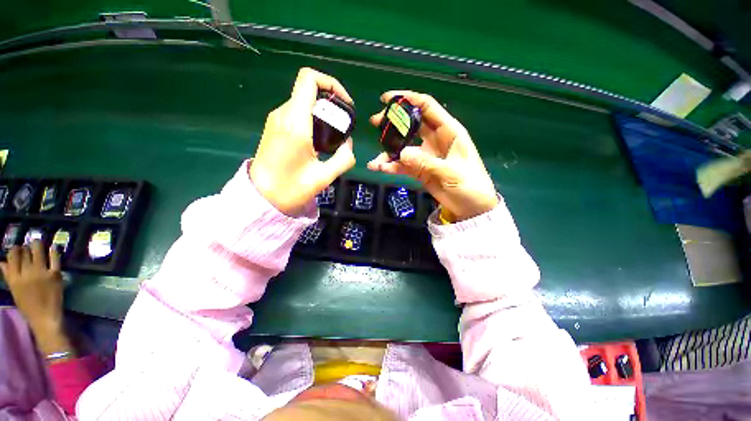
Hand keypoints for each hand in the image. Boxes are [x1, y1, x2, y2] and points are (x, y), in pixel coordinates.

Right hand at [1, 241, 72, 356]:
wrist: (45, 318)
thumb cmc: (28, 306)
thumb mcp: (14, 291)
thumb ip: (9, 276)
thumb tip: (2, 262)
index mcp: (14, 278)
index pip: (12, 256)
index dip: (15, 249)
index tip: (18, 247)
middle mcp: (26, 273)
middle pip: (25, 252)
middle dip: (26, 247)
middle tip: (29, 245)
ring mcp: (41, 273)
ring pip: (38, 251)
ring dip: (38, 244)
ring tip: (38, 242)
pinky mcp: (55, 275)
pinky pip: (54, 259)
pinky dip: (53, 251)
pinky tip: (52, 248)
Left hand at [250, 68, 356, 215]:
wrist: (261, 197)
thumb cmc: (291, 188)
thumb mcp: (324, 177)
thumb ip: (344, 158)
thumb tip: (349, 144)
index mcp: (296, 123)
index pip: (309, 79)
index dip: (332, 83)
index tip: (346, 103)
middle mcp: (284, 114)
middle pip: (310, 90)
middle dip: (331, 102)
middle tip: (344, 126)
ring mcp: (277, 119)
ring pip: (304, 101)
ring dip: (323, 112)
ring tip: (334, 136)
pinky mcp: (275, 126)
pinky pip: (297, 112)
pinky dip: (313, 119)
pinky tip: (320, 140)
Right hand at [368, 91, 498, 220]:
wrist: (472, 207)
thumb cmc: (470, 185)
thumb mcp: (452, 173)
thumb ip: (427, 163)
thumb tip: (402, 153)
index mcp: (449, 131)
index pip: (427, 107)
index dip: (408, 99)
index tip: (386, 98)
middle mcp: (435, 140)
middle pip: (411, 124)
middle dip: (393, 122)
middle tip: (375, 122)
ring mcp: (425, 155)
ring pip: (404, 146)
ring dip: (388, 150)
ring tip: (375, 160)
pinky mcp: (420, 170)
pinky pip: (403, 165)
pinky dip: (392, 167)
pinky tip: (380, 169)